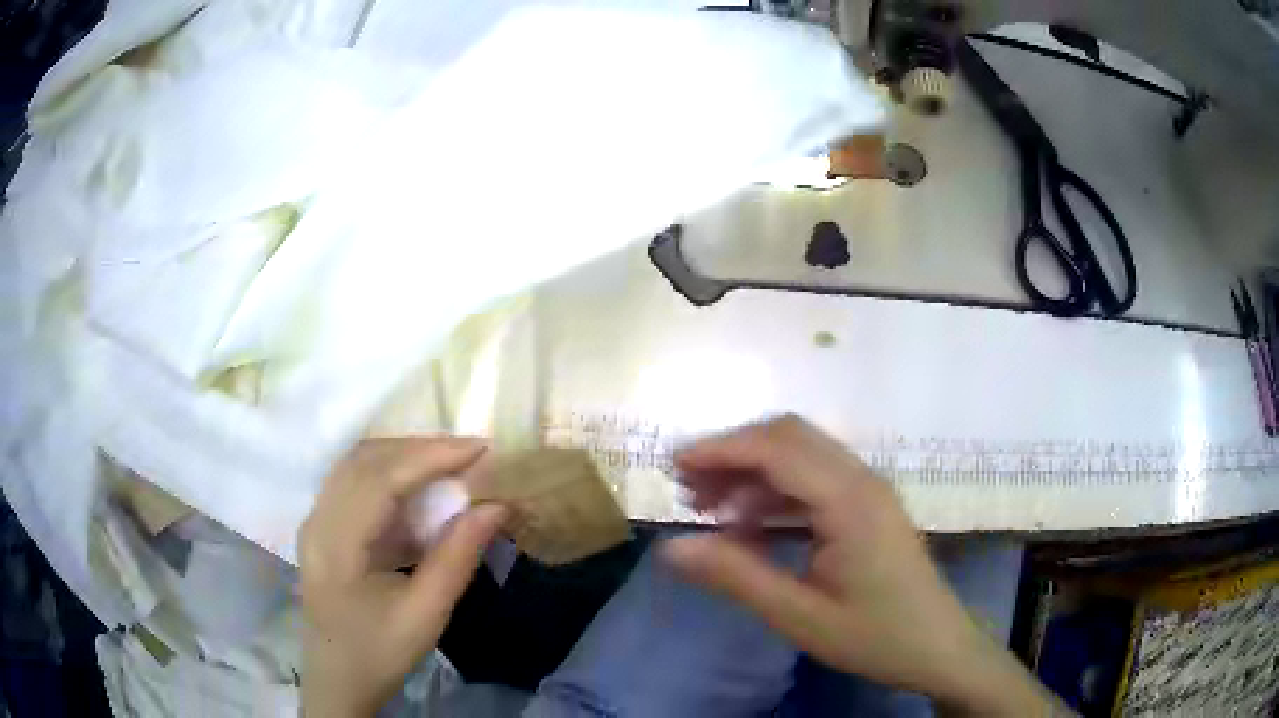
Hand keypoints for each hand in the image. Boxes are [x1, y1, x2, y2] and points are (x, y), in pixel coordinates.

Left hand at [299, 437, 508, 717]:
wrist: (338, 679)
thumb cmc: (380, 652)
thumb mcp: (426, 614)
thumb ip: (458, 557)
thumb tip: (497, 506)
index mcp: (336, 544)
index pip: (381, 479)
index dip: (431, 456)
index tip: (480, 448)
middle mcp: (317, 520)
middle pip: (364, 460)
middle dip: (420, 448)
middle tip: (470, 454)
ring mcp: (314, 519)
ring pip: (357, 464)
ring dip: (403, 455)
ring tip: (450, 463)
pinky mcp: (321, 526)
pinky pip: (353, 481)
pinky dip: (390, 472)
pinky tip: (418, 486)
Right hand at [662, 416, 1065, 716]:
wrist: (939, 648)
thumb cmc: (875, 636)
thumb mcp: (799, 616)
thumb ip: (735, 576)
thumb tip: (671, 547)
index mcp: (849, 501)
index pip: (776, 449)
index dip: (720, 450)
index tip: (673, 468)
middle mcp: (861, 479)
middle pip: (789, 437)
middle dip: (733, 453)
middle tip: (688, 490)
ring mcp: (869, 490)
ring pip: (802, 455)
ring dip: (754, 472)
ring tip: (711, 509)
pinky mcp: (869, 506)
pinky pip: (815, 481)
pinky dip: (777, 492)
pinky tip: (753, 526)